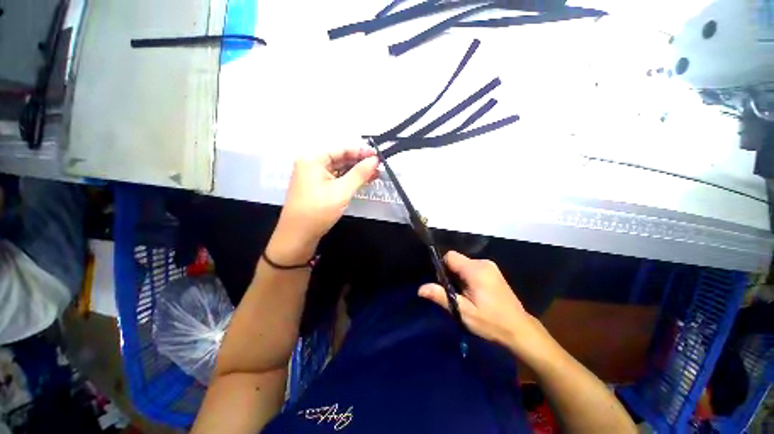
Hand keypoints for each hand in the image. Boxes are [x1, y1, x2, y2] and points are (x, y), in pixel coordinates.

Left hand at [269, 147, 378, 262]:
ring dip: (356, 172)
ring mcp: (314, 177)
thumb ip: (359, 173)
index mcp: (312, 159)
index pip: (341, 149)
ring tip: (375, 174)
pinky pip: (336, 179)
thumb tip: (375, 160)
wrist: (298, 236)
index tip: (377, 155)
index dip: (360, 151)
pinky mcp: (318, 188)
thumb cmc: (318, 210)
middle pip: (340, 158)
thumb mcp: (342, 190)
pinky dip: (349, 180)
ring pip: (339, 169)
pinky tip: (362, 181)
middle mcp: (311, 164)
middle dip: (360, 163)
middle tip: (378, 166)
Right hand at [419, 251, 551, 359]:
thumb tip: (420, 289)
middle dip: (451, 274)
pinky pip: (473, 268)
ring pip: (465, 265)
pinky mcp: (494, 272)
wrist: (520, 330)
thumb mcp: (463, 311)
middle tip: (455, 294)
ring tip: (465, 296)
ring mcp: (491, 266)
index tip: (444, 284)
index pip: (450, 256)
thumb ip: (441, 296)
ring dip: (460, 277)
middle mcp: (483, 263)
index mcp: (475, 270)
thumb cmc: (491, 322)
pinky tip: (474, 294)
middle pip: (457, 260)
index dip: (442, 267)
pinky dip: (468, 277)